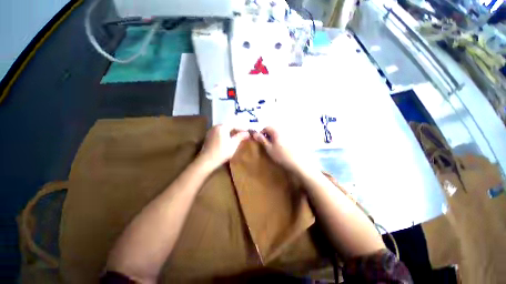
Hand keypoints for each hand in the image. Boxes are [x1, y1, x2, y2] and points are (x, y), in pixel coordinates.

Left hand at [198, 125, 248, 169]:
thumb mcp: (234, 144)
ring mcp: (211, 132)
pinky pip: (219, 133)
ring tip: (237, 138)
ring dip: (230, 133)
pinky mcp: (208, 137)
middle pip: (228, 126)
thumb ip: (240, 137)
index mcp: (222, 127)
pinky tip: (227, 140)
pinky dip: (224, 135)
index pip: (234, 125)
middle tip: (243, 135)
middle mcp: (215, 127)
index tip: (247, 133)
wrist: (207, 161)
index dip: (241, 129)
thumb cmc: (222, 152)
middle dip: (236, 130)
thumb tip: (247, 133)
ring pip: (223, 130)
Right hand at [252, 126, 310, 172]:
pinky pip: (284, 137)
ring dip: (274, 138)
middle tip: (267, 145)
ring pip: (278, 133)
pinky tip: (282, 148)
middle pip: (273, 130)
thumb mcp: (269, 148)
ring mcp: (290, 134)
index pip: (266, 127)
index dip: (262, 134)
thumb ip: (262, 140)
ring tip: (274, 147)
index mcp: (276, 131)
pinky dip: (281, 140)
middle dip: (268, 136)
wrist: (297, 162)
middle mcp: (283, 130)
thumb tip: (254, 133)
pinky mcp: (294, 139)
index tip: (261, 141)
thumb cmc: (281, 155)